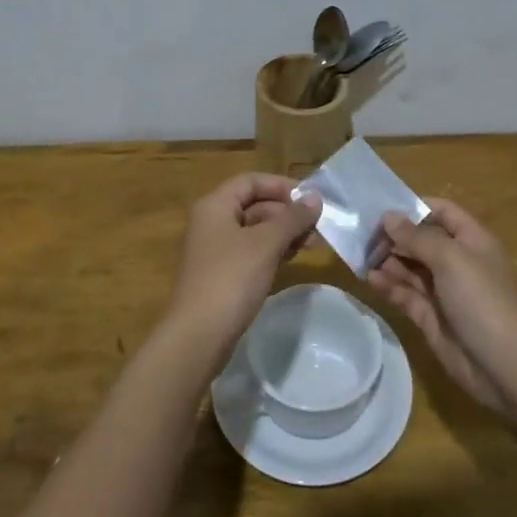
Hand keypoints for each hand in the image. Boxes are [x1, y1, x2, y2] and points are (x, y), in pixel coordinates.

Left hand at [167, 173, 321, 352]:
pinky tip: (292, 259)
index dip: (281, 185)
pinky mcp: (221, 274)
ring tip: (312, 244)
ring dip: (283, 233)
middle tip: (318, 227)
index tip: (310, 199)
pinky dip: (272, 251)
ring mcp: (215, 250)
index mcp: (214, 205)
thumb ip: (292, 218)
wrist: (199, 335)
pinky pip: (250, 252)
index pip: (250, 181)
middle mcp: (211, 222)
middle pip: (253, 205)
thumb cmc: (231, 279)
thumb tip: (315, 197)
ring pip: (254, 230)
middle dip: (286, 213)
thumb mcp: (266, 244)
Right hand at [367, 199, 516, 415]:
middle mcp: (457, 261)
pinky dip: (388, 284)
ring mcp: (443, 290)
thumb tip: (388, 216)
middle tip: (362, 235)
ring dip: (387, 259)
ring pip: (410, 266)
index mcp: (471, 240)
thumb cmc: (481, 300)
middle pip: (421, 239)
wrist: (503, 366)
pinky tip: (369, 278)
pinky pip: (405, 293)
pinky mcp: (430, 316)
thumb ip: (416, 237)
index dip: (415, 207)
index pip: (442, 211)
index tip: (382, 208)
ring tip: (360, 256)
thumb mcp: (450, 259)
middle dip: (394, 235)